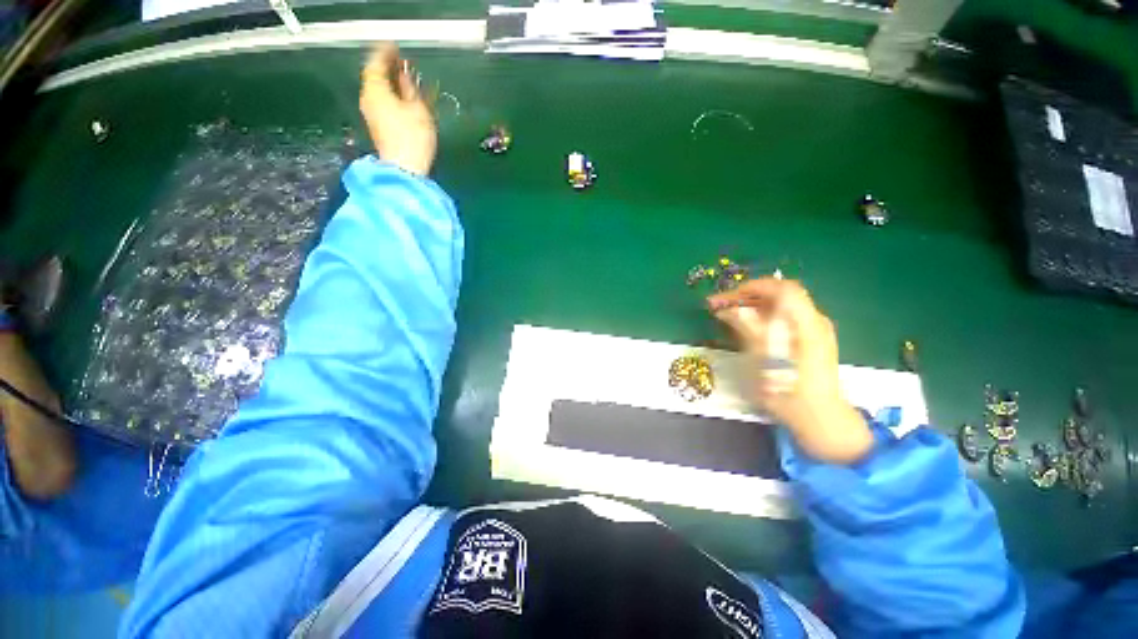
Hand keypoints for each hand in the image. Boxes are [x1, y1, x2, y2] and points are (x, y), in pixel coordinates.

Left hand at [359, 44, 436, 176]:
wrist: (405, 169)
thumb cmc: (413, 137)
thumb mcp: (418, 110)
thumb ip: (410, 89)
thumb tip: (404, 76)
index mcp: (375, 90)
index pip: (375, 63)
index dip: (385, 52)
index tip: (394, 46)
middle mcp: (368, 99)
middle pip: (374, 77)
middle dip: (387, 68)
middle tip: (402, 63)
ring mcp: (370, 114)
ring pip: (378, 90)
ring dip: (390, 83)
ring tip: (404, 80)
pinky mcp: (377, 127)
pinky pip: (381, 103)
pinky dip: (390, 96)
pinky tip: (402, 99)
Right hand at [709, 278, 872, 463]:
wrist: (818, 418)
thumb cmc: (788, 388)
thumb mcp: (763, 356)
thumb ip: (748, 328)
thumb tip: (730, 309)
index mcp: (806, 321)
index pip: (783, 288)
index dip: (754, 287)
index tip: (729, 295)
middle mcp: (813, 321)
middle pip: (780, 297)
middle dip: (748, 297)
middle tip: (721, 305)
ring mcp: (814, 332)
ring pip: (780, 309)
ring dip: (752, 308)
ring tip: (727, 315)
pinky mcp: (810, 343)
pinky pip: (784, 322)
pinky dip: (763, 320)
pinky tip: (747, 329)